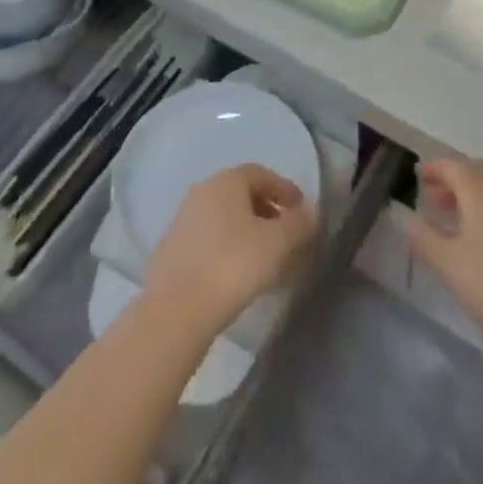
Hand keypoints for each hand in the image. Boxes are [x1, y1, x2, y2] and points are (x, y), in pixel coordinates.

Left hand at [143, 165, 319, 337]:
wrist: (176, 310)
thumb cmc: (233, 265)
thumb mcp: (278, 243)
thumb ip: (299, 224)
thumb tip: (311, 214)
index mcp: (226, 181)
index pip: (261, 173)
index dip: (285, 189)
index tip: (302, 211)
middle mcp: (201, 192)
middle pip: (241, 195)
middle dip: (268, 211)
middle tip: (287, 235)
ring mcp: (182, 221)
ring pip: (224, 218)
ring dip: (248, 231)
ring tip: (266, 258)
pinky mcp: (171, 250)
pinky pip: (209, 240)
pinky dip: (228, 248)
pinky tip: (238, 274)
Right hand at [405, 159, 482, 347]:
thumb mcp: (448, 262)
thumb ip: (423, 236)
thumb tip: (404, 216)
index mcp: (479, 187)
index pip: (452, 166)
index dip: (434, 169)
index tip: (418, 175)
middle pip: (475, 172)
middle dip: (452, 180)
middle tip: (432, 196)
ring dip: (472, 193)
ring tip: (453, 216)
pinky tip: (482, 234)